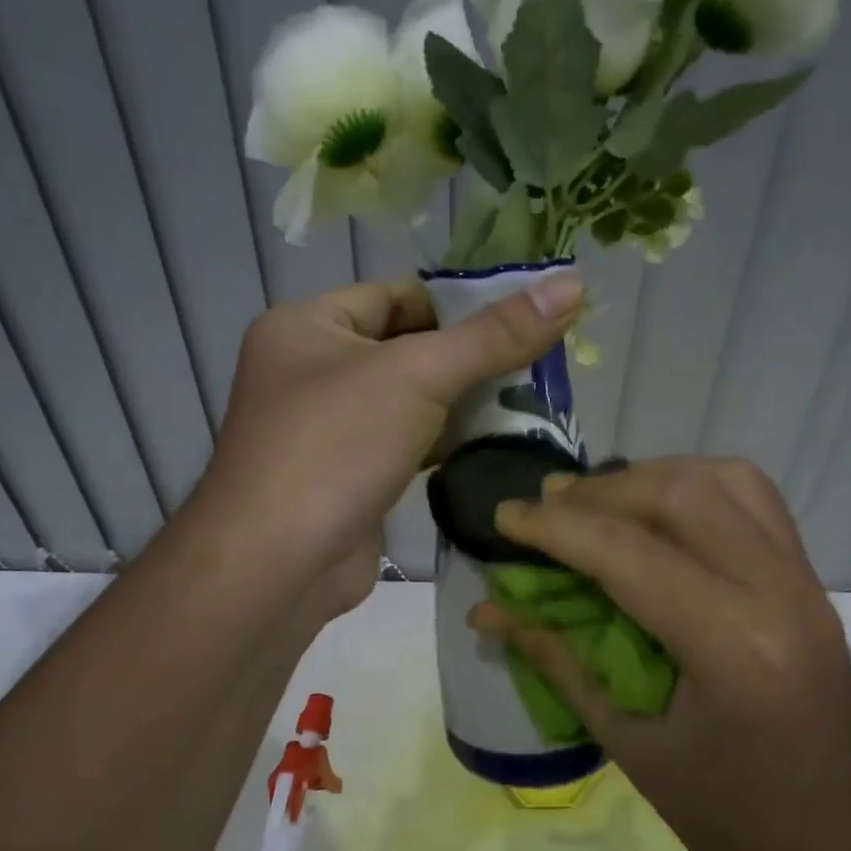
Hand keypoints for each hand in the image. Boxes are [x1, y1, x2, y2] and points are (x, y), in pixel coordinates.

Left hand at [192, 273, 584, 617]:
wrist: (278, 565)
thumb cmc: (336, 446)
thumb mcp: (418, 375)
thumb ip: (494, 335)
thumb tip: (571, 285)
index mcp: (307, 326)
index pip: (395, 295)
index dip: (457, 305)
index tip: (518, 323)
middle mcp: (309, 371)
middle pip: (405, 347)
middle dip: (467, 359)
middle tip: (534, 366)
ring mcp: (326, 429)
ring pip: (407, 401)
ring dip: (460, 404)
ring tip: (526, 404)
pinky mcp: (347, 477)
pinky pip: (403, 444)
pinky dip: (442, 443)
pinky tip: (490, 445)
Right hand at [470, 457, 850, 850]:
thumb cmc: (730, 823)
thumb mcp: (630, 744)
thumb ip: (557, 660)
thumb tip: (488, 610)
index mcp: (731, 646)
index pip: (626, 552)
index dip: (553, 527)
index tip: (502, 515)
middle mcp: (777, 592)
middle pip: (680, 494)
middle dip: (599, 491)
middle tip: (545, 505)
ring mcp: (805, 581)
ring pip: (723, 479)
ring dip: (649, 477)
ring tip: (596, 502)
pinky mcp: (811, 582)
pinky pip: (754, 500)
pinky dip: (695, 488)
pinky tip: (657, 513)